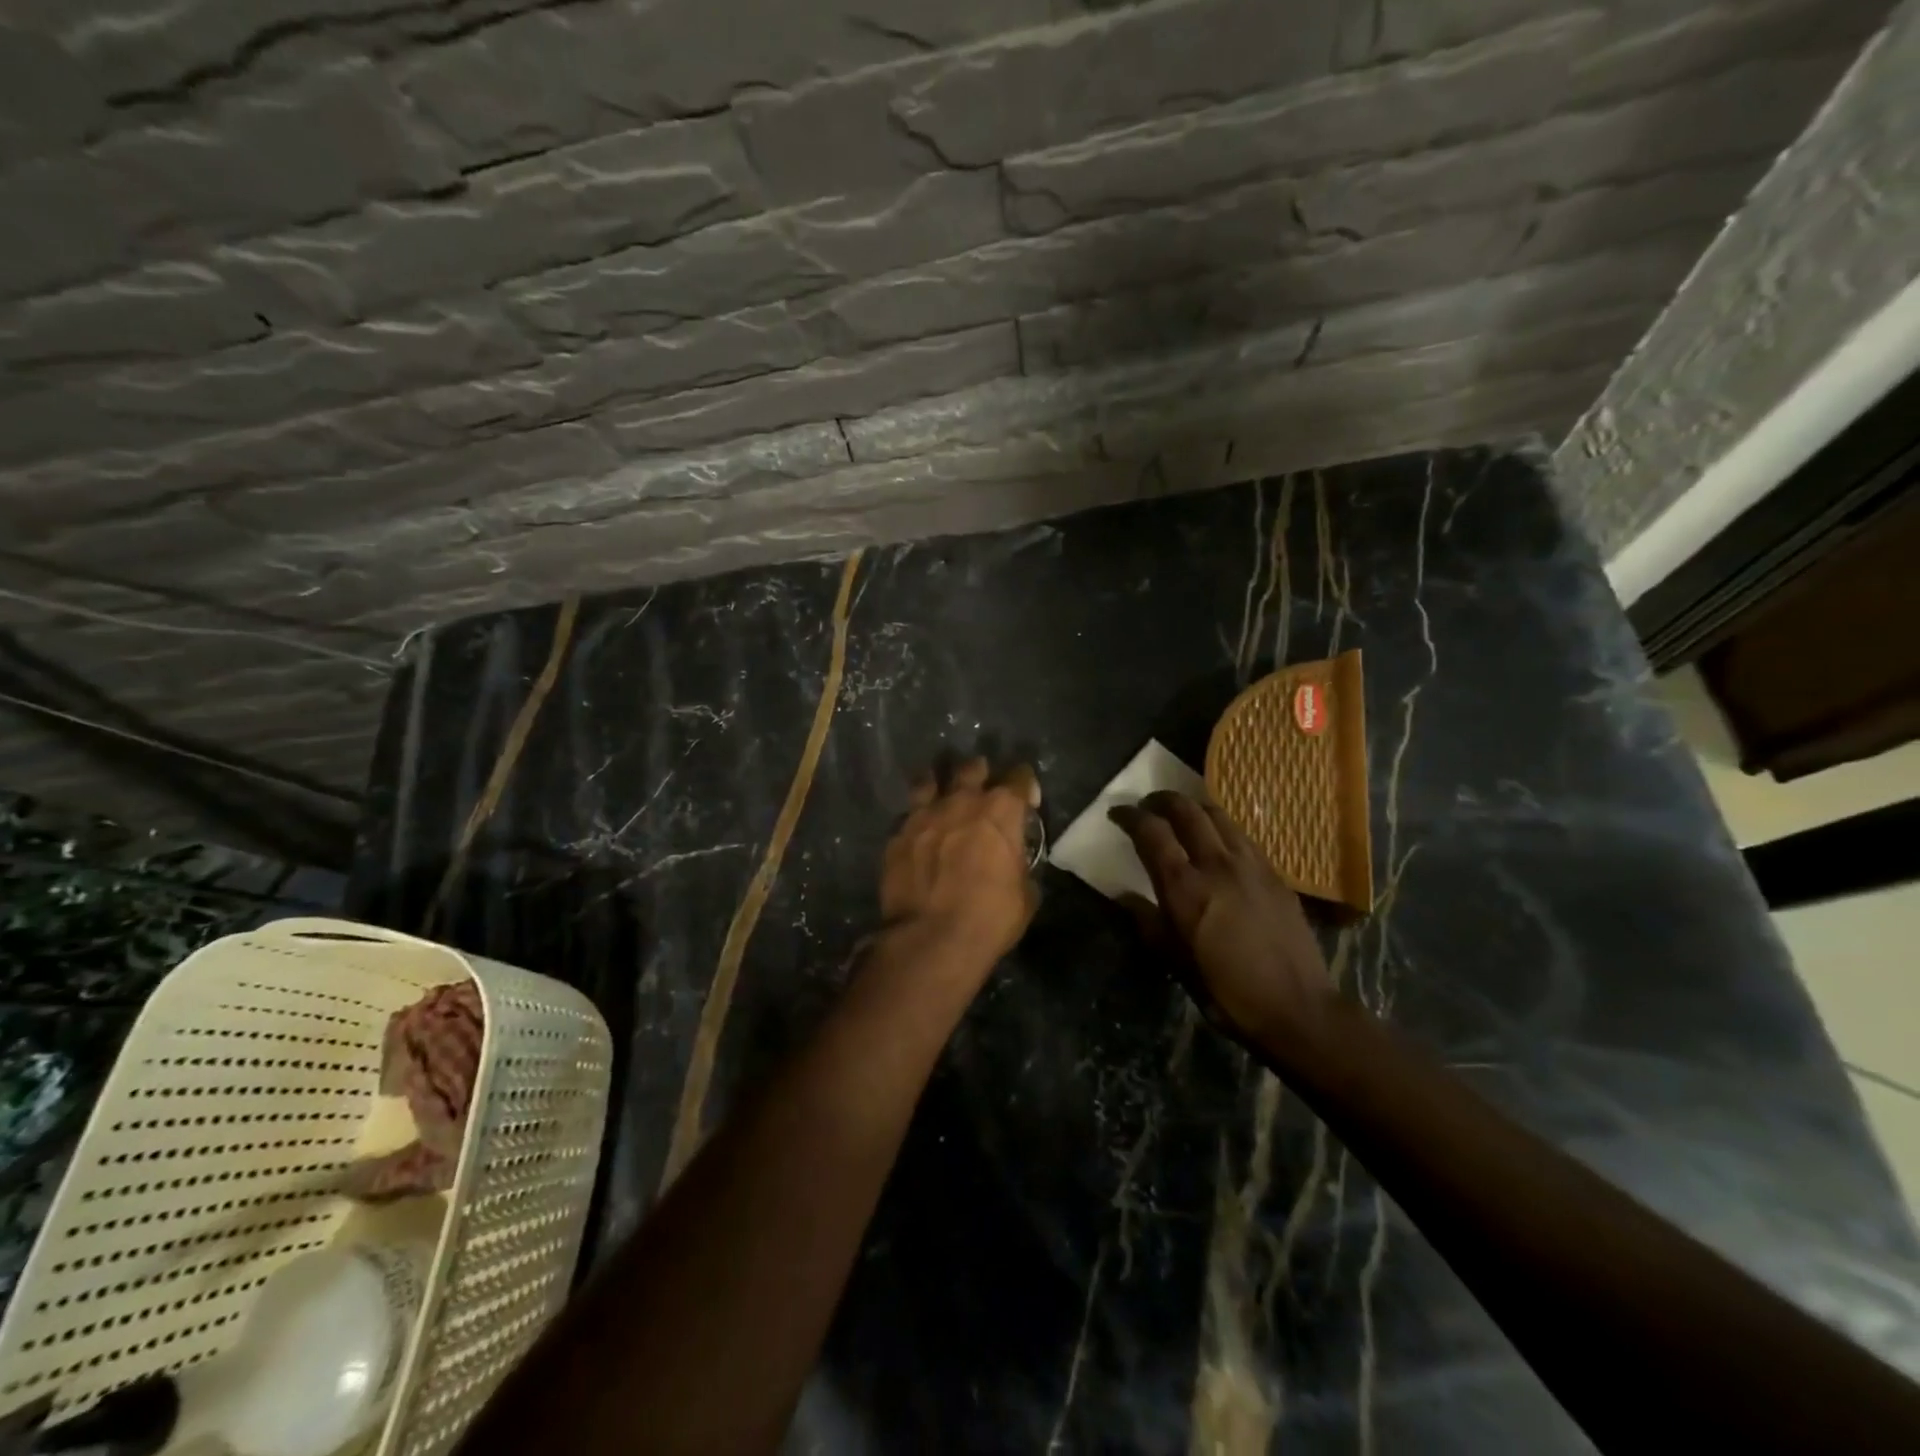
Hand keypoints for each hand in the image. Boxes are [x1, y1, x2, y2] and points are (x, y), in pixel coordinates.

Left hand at [879, 757, 1040, 973]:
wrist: (930, 939)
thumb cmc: (989, 918)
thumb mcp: (1025, 896)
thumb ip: (1019, 866)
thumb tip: (1012, 863)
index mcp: (1000, 811)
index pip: (1019, 778)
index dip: (1026, 786)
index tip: (1027, 801)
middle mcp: (961, 801)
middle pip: (972, 768)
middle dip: (980, 775)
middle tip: (982, 792)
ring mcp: (924, 815)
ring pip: (929, 780)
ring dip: (939, 786)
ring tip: (942, 798)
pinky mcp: (897, 835)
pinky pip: (907, 816)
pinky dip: (916, 821)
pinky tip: (917, 835)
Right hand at [1110, 791, 1334, 1050]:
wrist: (1296, 1008)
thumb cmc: (1225, 991)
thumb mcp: (1175, 962)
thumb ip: (1147, 922)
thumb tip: (1124, 897)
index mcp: (1185, 887)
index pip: (1151, 832)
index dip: (1130, 816)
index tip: (1117, 814)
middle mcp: (1217, 864)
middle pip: (1186, 810)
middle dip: (1162, 800)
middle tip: (1148, 806)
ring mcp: (1251, 864)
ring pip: (1218, 815)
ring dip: (1193, 808)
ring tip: (1182, 815)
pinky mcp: (1275, 873)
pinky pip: (1242, 835)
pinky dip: (1221, 827)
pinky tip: (1218, 841)